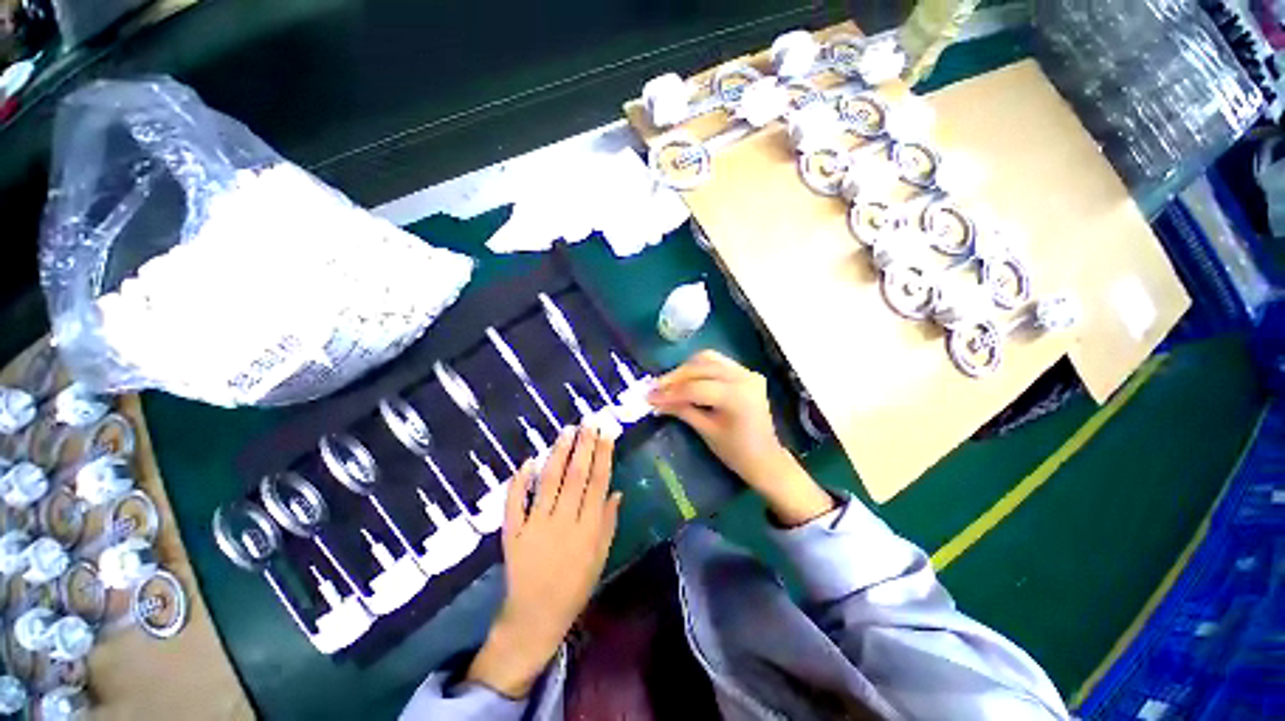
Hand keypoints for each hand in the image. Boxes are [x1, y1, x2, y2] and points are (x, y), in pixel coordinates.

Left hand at [467, 425, 621, 697]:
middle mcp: (563, 522)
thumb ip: (608, 522)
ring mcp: (536, 526)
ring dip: (558, 454)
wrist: (536, 616)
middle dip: (583, 446)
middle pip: (575, 476)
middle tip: (588, 422)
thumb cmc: (575, 585)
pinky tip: (528, 461)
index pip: (598, 483)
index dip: (603, 455)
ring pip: (548, 482)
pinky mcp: (513, 532)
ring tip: (567, 430)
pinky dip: (520, 481)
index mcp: (588, 529)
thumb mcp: (601, 556)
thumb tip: (617, 490)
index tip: (606, 433)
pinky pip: (515, 503)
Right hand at [648, 350, 833, 525]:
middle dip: (674, 378)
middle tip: (654, 389)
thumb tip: (655, 401)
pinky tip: (686, 379)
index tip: (648, 397)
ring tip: (668, 383)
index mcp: (736, 396)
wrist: (766, 459)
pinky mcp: (746, 373)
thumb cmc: (736, 452)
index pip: (694, 388)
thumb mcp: (706, 431)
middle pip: (700, 367)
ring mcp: (747, 372)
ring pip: (708, 359)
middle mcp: (743, 377)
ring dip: (685, 369)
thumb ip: (681, 410)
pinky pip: (717, 363)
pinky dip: (699, 368)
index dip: (669, 392)